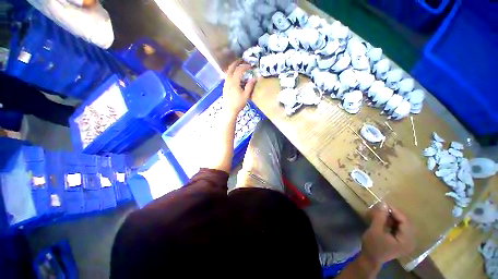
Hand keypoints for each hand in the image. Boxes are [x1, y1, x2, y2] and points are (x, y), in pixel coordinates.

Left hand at [223, 60, 255, 117]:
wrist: (229, 110)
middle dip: (236, 62)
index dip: (245, 66)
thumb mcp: (246, 95)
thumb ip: (250, 86)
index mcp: (234, 82)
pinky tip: (235, 76)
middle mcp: (228, 81)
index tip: (251, 66)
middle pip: (231, 68)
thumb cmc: (238, 104)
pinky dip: (231, 73)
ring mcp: (225, 84)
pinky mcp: (224, 87)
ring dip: (233, 67)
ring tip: (238, 66)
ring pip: (228, 72)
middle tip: (242, 60)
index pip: (239, 70)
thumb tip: (255, 78)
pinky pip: (227, 76)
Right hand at [360, 204, 415, 267]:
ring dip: (394, 218)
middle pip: (406, 223)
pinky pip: (402, 228)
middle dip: (395, 214)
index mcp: (406, 240)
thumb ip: (380, 217)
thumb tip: (383, 203)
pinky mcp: (403, 241)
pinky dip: (395, 222)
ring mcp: (407, 242)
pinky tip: (386, 220)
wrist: (371, 258)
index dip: (395, 211)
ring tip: (384, 213)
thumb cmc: (373, 245)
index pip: (405, 222)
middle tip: (383, 207)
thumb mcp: (375, 230)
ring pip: (404, 225)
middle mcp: (411, 241)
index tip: (384, 203)